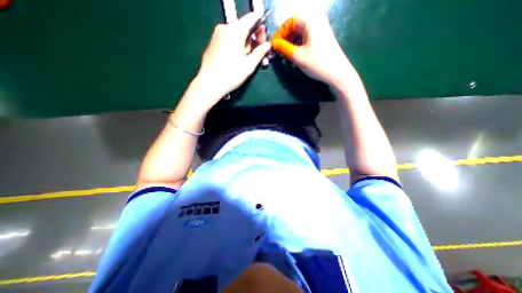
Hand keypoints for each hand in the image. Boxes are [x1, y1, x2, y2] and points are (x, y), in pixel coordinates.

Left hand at [193, 11, 273, 106]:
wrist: (210, 83)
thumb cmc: (231, 75)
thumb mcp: (249, 65)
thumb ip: (260, 52)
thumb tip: (268, 45)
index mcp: (235, 31)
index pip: (252, 18)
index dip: (260, 28)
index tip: (262, 42)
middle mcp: (224, 28)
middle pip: (243, 27)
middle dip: (251, 39)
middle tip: (253, 55)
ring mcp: (216, 34)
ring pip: (235, 34)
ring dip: (242, 44)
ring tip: (242, 60)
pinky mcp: (212, 42)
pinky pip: (227, 39)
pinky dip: (234, 46)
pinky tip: (233, 59)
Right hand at [269, 14, 354, 86]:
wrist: (337, 73)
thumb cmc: (317, 63)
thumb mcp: (297, 56)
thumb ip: (283, 48)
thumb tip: (273, 44)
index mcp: (310, 20)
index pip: (289, 22)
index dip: (279, 34)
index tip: (273, 46)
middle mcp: (316, 20)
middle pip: (295, 28)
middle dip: (286, 41)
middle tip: (280, 53)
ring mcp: (320, 29)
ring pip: (300, 35)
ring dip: (292, 46)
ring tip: (287, 59)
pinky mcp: (322, 38)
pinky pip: (306, 39)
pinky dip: (299, 48)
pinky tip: (296, 59)